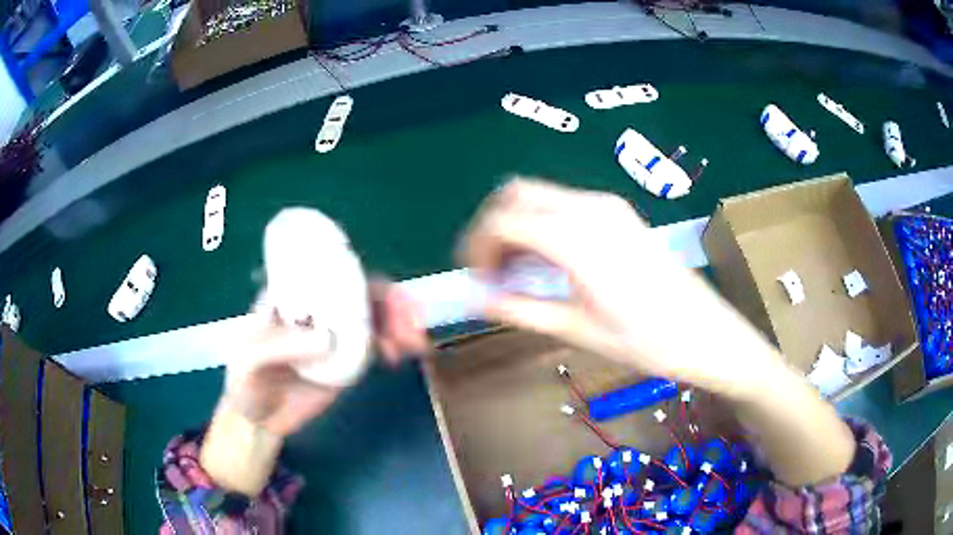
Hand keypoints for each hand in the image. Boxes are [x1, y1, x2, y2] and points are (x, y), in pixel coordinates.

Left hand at [222, 280, 428, 436]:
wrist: (259, 422)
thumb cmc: (246, 383)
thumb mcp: (250, 361)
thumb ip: (281, 347)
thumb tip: (328, 339)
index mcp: (291, 299)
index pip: (328, 274)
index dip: (359, 275)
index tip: (382, 291)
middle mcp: (317, 312)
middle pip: (360, 293)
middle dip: (392, 301)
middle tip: (413, 321)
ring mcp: (334, 337)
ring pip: (374, 317)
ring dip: (400, 322)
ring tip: (415, 343)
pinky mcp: (346, 362)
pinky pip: (375, 345)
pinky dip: (394, 344)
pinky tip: (400, 355)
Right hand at [459, 178, 783, 395]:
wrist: (706, 334)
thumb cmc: (646, 341)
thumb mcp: (577, 330)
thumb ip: (520, 309)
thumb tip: (476, 299)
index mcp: (576, 238)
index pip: (503, 221)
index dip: (478, 247)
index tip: (477, 280)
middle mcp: (589, 207)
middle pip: (516, 194)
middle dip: (492, 228)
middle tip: (490, 271)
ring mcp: (607, 206)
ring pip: (540, 196)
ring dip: (517, 226)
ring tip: (515, 272)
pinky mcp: (619, 213)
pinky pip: (564, 205)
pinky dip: (542, 224)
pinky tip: (546, 261)